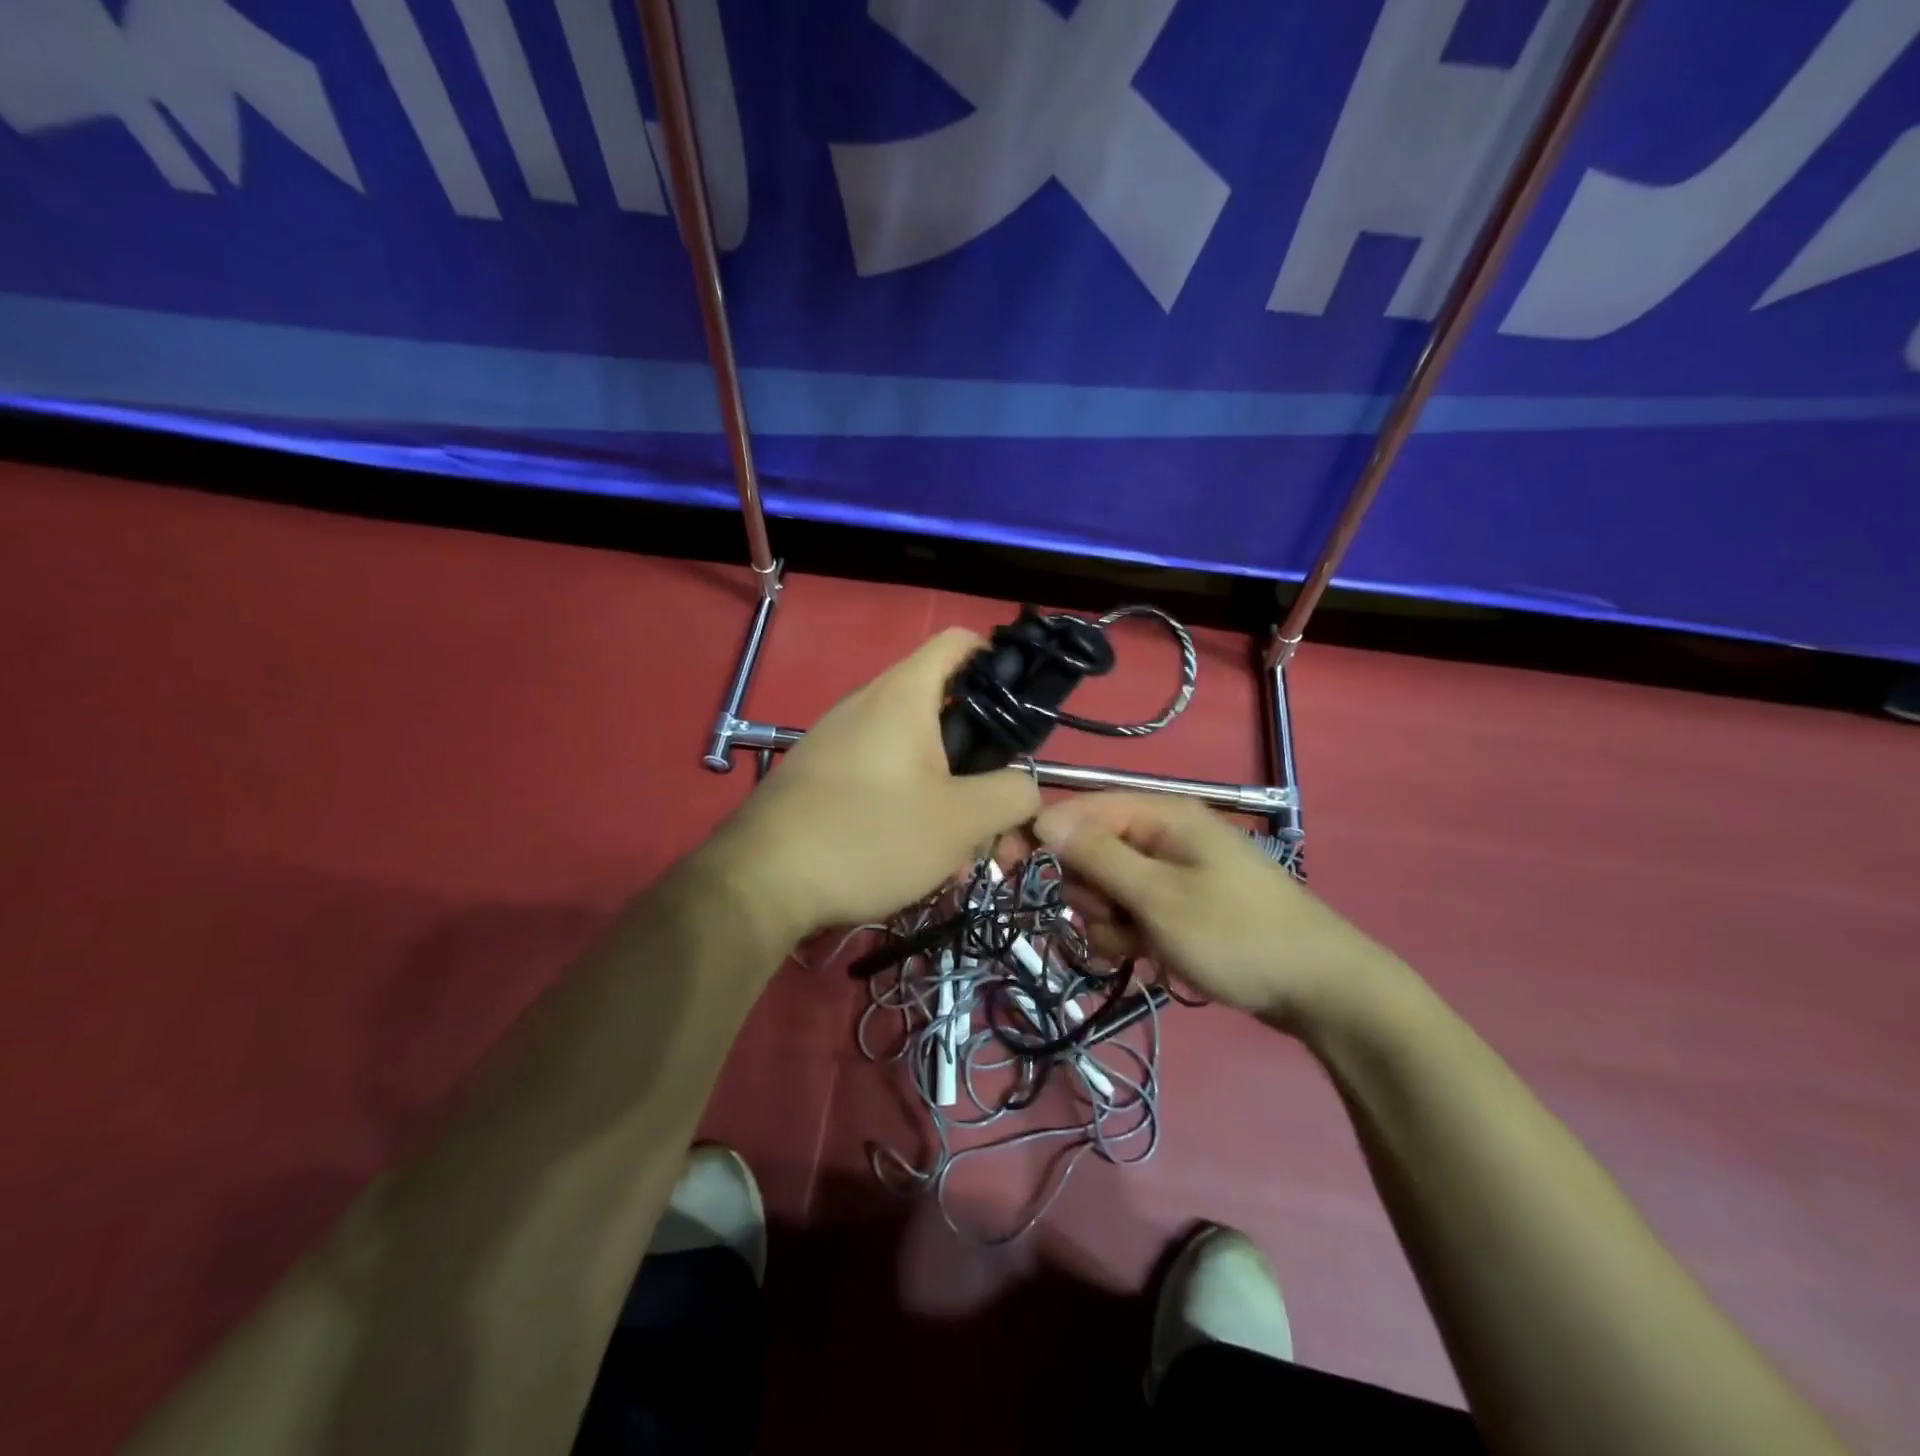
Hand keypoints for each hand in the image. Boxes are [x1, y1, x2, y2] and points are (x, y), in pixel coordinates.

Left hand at [708, 629, 1040, 937]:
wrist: (759, 883)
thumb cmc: (870, 836)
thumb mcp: (962, 821)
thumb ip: (1012, 794)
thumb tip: (1027, 784)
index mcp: (904, 694)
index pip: (960, 642)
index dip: (1000, 661)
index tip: (1022, 712)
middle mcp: (868, 704)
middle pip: (945, 711)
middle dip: (981, 764)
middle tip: (996, 817)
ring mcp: (838, 740)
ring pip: (915, 756)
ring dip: (948, 798)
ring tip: (958, 856)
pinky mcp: (820, 776)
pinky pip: (881, 778)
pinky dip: (910, 809)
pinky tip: (915, 862)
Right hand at [1033, 792, 1400, 1030]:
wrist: (1322, 990)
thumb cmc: (1236, 935)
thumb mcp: (1158, 896)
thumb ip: (1098, 856)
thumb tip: (1044, 818)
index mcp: (1160, 816)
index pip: (1079, 809)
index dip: (1039, 834)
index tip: (1002, 865)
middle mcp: (1163, 835)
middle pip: (1090, 851)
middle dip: (1087, 890)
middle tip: (1110, 918)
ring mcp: (1174, 872)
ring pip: (1107, 888)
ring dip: (1107, 920)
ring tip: (1137, 945)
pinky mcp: (1181, 905)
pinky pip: (1132, 911)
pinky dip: (1129, 934)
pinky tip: (1146, 956)